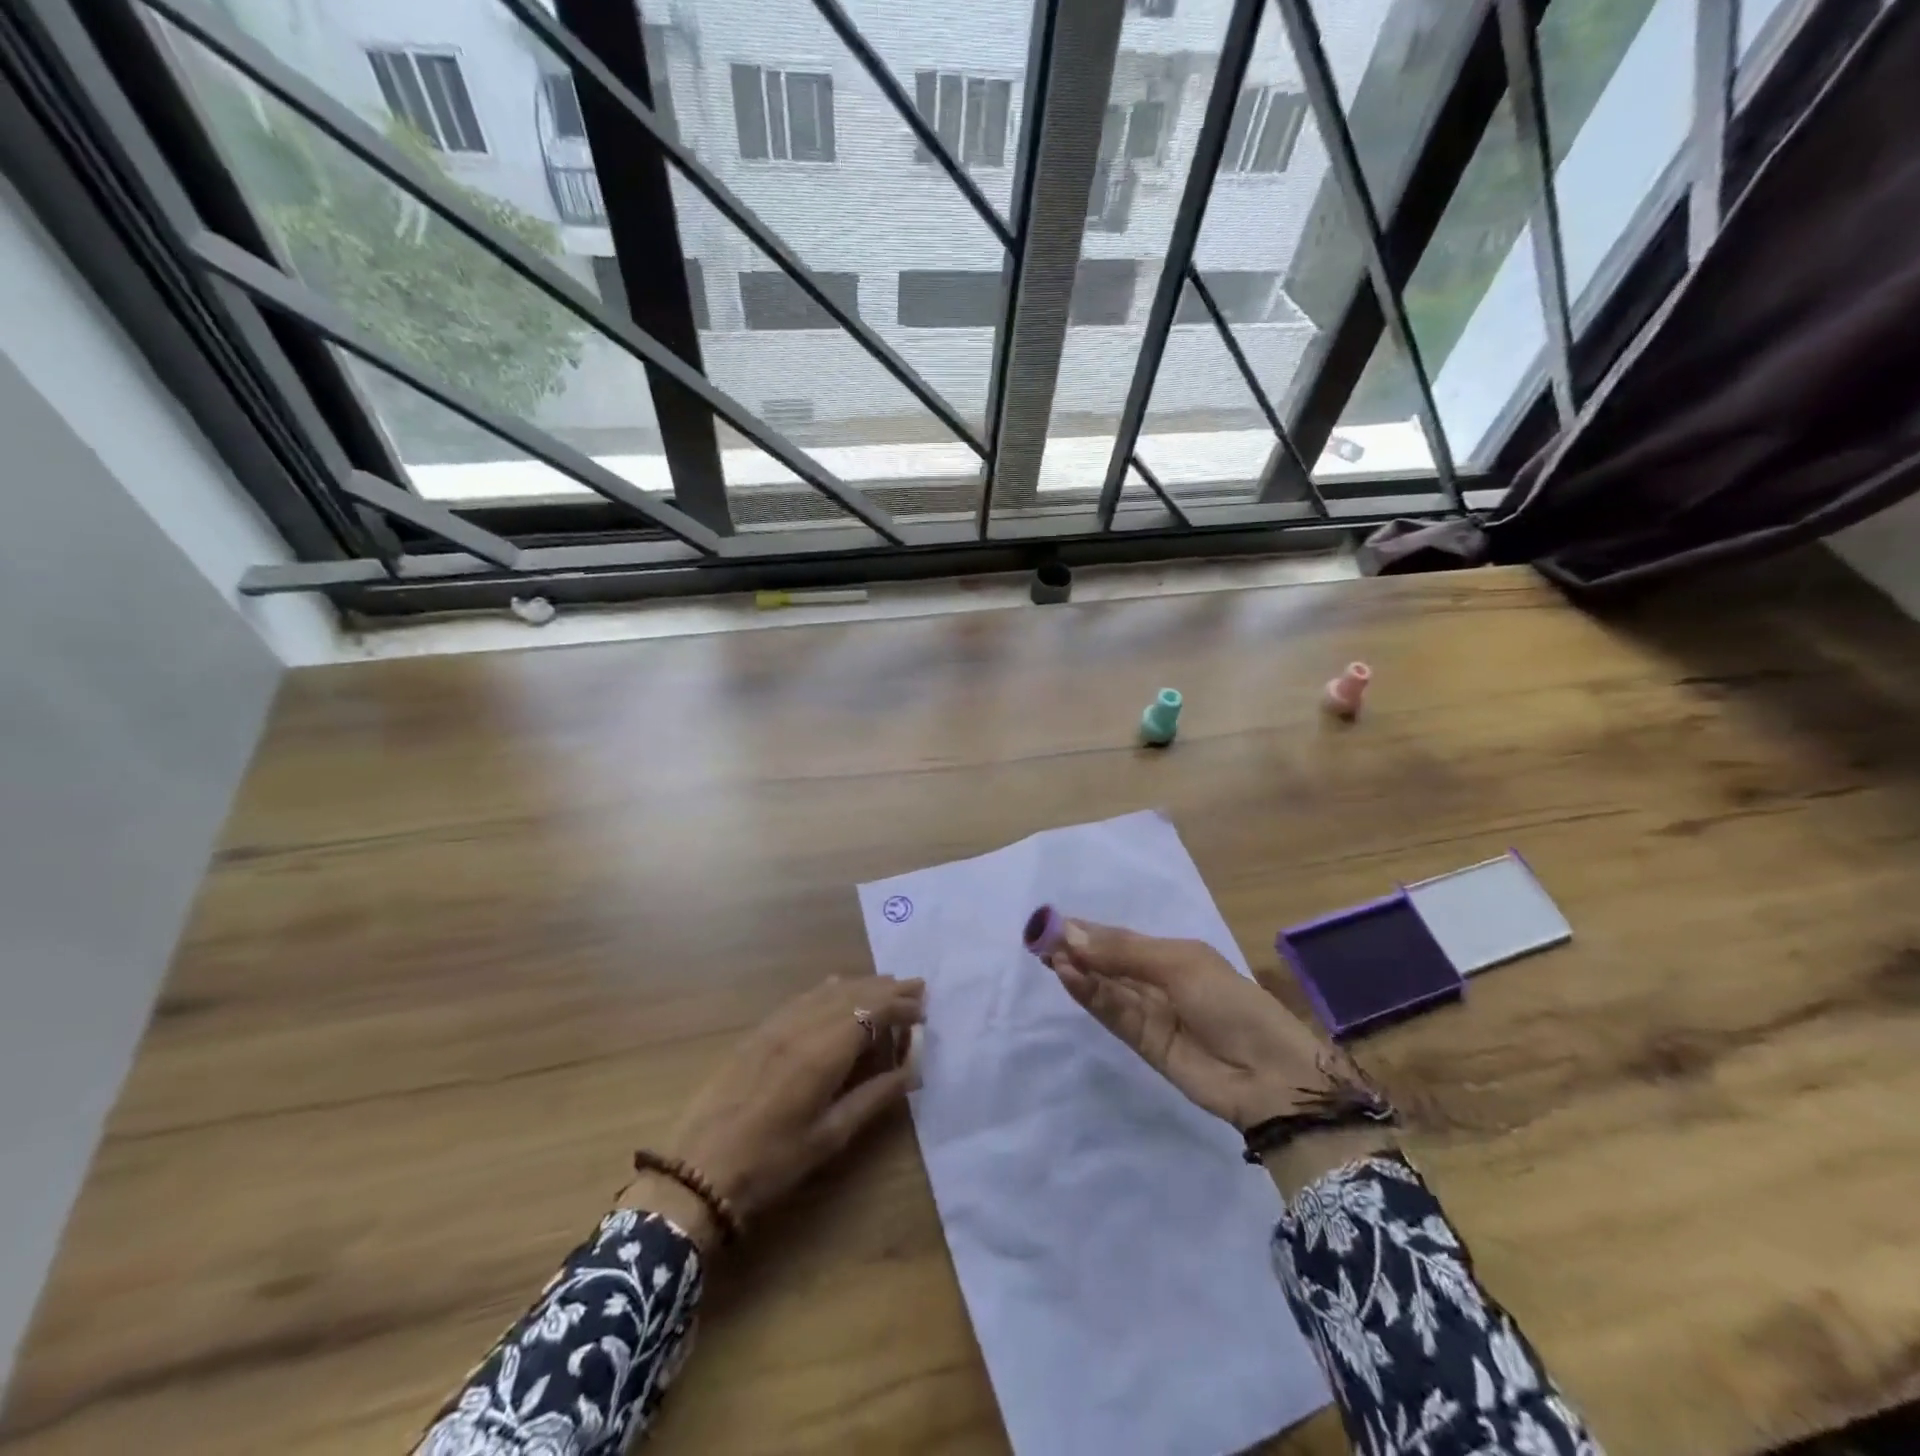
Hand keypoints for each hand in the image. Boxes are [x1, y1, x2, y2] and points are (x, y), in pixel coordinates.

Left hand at [651, 975, 925, 1238]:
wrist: (698, 1170)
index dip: (900, 1006)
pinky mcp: (759, 1031)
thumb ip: (874, 1097)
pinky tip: (837, 989)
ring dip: (861, 985)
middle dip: (887, 988)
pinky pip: (804, 997)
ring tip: (886, 985)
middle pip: (853, 993)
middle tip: (917, 987)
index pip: (871, 1011)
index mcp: (822, 1052)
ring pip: (827, 991)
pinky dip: (830, 989)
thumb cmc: (771, 1162)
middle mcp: (802, 1026)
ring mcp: (777, 1025)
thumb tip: (912, 1070)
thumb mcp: (830, 1136)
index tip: (924, 1010)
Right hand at [1044, 919, 1349, 1129]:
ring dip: (1078, 970)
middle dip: (1075, 948)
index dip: (1087, 930)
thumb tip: (1071, 933)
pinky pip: (1110, 1013)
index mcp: (1172, 954)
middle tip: (1038, 938)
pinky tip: (1068, 976)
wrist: (1269, 1074)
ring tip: (1048, 954)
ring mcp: (1148, 1013)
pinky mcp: (1141, 1043)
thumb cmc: (1230, 1002)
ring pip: (1104, 987)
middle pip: (1107, 961)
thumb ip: (1123, 951)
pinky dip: (1089, 995)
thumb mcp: (1179, 964)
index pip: (1119, 938)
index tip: (1051, 921)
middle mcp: (1156, 981)